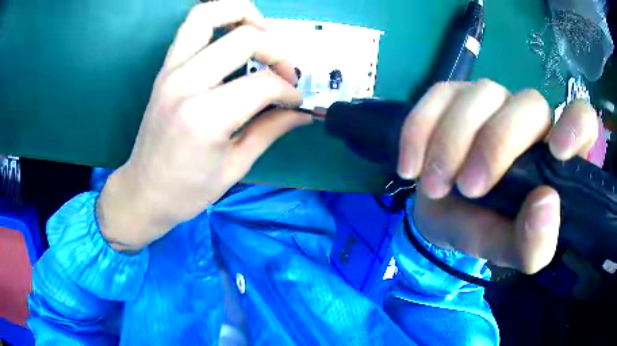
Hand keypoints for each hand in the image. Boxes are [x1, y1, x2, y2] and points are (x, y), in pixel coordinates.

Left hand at [97, 0, 309, 251]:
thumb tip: (302, 112)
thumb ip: (271, 130)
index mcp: (205, 118)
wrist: (143, 191)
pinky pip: (191, 27)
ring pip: (207, 14)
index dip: (288, 91)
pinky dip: (218, 20)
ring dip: (242, 13)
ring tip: (261, 32)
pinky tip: (234, 37)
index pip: (263, 84)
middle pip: (243, 39)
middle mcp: (185, 84)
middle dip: (276, 50)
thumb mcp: (235, 167)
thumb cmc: (187, 191)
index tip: (294, 103)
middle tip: (284, 71)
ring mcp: (170, 71)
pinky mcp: (164, 69)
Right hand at [398, 80, 598, 272]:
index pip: (583, 119)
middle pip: (528, 103)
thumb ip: (532, 243)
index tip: (556, 152)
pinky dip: (420, 130)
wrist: (444, 215)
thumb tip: (545, 204)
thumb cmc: (485, 229)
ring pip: (481, 94)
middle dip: (496, 144)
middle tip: (468, 188)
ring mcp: (493, 101)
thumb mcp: (509, 250)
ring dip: (452, 142)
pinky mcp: (454, 96)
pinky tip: (411, 165)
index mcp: (556, 157)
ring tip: (435, 185)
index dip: (575, 124)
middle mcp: (532, 120)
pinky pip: (438, 95)